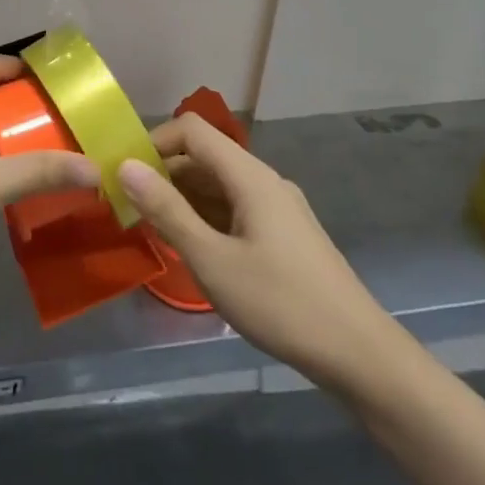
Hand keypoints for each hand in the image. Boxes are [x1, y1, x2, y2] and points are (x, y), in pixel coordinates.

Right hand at [120, 115, 394, 379]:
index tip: (124, 174)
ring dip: (183, 198)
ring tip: (153, 230)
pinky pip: (235, 208)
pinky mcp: (284, 234)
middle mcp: (264, 180)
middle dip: (164, 174)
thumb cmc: (280, 303)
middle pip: (205, 156)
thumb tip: (126, 166)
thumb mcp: (212, 260)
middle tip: (130, 207)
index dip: (154, 142)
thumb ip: (167, 211)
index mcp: (249, 175)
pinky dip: (206, 217)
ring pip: (219, 185)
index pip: (192, 130)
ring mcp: (277, 207)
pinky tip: (193, 249)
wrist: (359, 354)